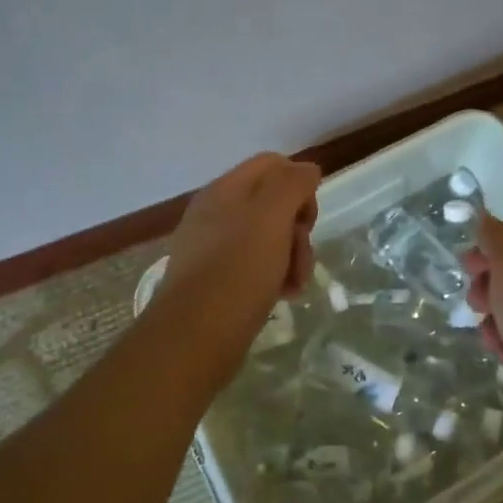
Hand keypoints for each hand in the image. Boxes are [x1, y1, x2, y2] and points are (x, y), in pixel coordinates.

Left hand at [152, 152, 320, 371]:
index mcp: (224, 189)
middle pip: (274, 203)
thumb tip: (307, 170)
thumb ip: (292, 184)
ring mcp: (213, 248)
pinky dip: (274, 276)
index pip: (273, 165)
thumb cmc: (237, 270)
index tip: (308, 217)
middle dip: (298, 228)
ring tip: (295, 285)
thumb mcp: (271, 216)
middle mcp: (216, 213)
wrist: (194, 337)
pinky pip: (255, 266)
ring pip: (268, 237)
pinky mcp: (216, 281)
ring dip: (292, 256)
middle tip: (302, 255)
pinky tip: (282, 295)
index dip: (299, 184)